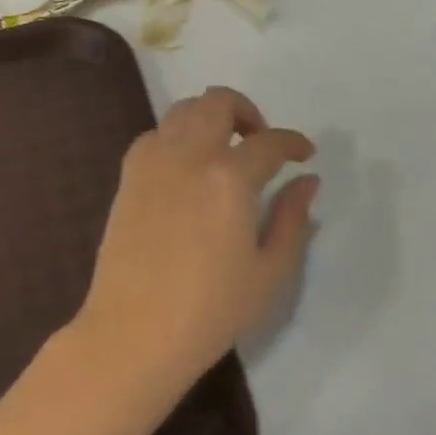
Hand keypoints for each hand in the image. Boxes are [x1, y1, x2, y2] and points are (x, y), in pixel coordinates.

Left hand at [75, 87, 317, 391]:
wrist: (133, 333)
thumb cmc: (210, 311)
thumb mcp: (269, 273)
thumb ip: (292, 219)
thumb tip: (307, 181)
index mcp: (229, 178)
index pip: (270, 143)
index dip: (293, 143)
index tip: (305, 154)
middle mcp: (189, 155)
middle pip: (218, 101)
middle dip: (247, 111)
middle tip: (260, 142)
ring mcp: (152, 161)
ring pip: (183, 110)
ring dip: (210, 117)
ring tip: (224, 150)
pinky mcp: (128, 175)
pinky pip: (155, 135)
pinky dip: (177, 136)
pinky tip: (187, 168)